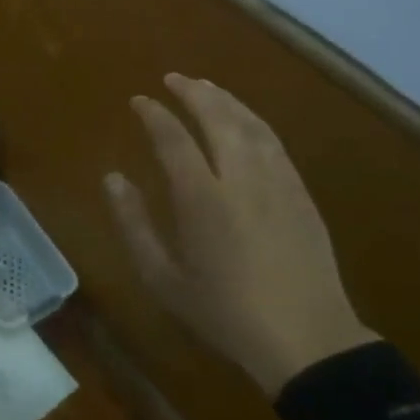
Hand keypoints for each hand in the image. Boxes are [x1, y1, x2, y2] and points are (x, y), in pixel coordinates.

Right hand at [105, 73, 378, 396]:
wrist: (307, 341)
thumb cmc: (224, 312)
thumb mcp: (163, 278)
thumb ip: (134, 224)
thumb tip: (112, 178)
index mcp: (203, 198)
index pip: (173, 138)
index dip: (154, 114)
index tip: (139, 101)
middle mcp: (241, 179)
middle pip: (217, 118)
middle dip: (193, 92)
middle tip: (173, 79)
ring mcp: (277, 183)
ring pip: (250, 124)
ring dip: (225, 99)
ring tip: (206, 87)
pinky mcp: (301, 194)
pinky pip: (274, 142)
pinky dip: (253, 120)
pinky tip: (244, 120)